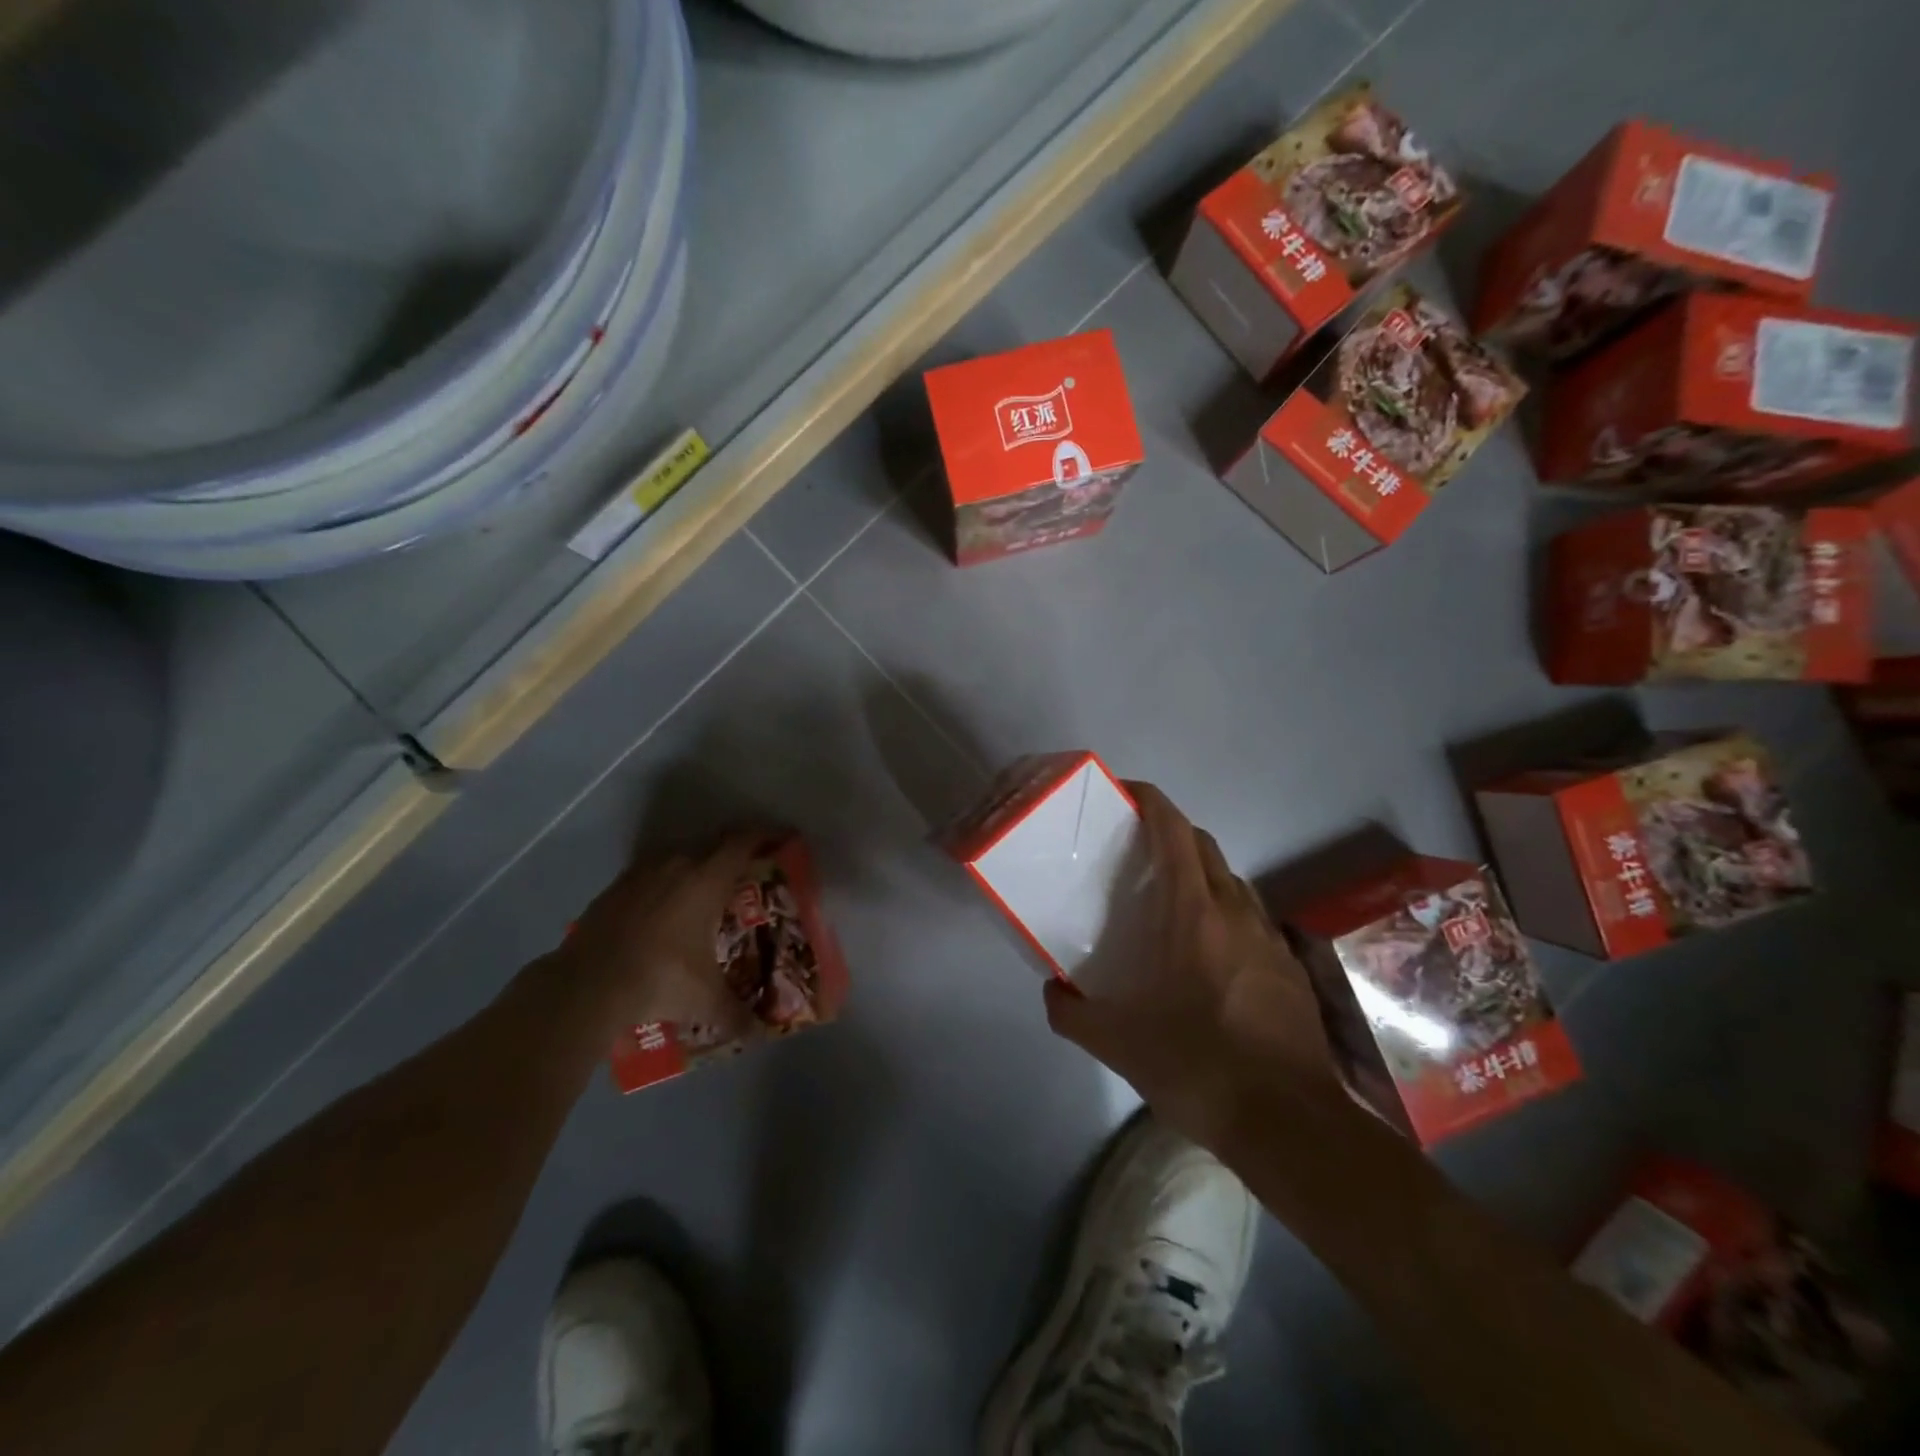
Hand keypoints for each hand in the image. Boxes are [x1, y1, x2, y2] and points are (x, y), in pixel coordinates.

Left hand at [564, 830, 776, 1041]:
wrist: (587, 984)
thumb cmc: (660, 978)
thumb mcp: (705, 1000)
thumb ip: (737, 1015)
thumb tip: (758, 1035)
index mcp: (707, 880)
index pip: (744, 842)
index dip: (767, 835)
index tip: (783, 839)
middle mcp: (678, 865)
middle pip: (714, 844)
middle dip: (734, 853)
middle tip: (748, 872)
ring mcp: (642, 873)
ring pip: (680, 857)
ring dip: (697, 867)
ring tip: (705, 892)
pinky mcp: (616, 887)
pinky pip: (651, 874)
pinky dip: (665, 883)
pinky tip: (663, 910)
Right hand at [1043, 782, 1343, 1150]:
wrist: (1289, 1124)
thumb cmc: (1198, 1067)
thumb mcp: (1117, 1045)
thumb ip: (1072, 1012)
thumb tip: (1052, 990)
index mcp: (1194, 913)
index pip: (1174, 830)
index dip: (1151, 801)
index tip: (1125, 794)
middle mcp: (1236, 911)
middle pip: (1204, 846)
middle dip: (1171, 834)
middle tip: (1136, 854)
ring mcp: (1270, 938)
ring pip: (1232, 882)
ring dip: (1201, 875)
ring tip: (1170, 904)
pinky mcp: (1290, 968)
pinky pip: (1252, 920)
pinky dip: (1226, 915)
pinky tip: (1208, 956)